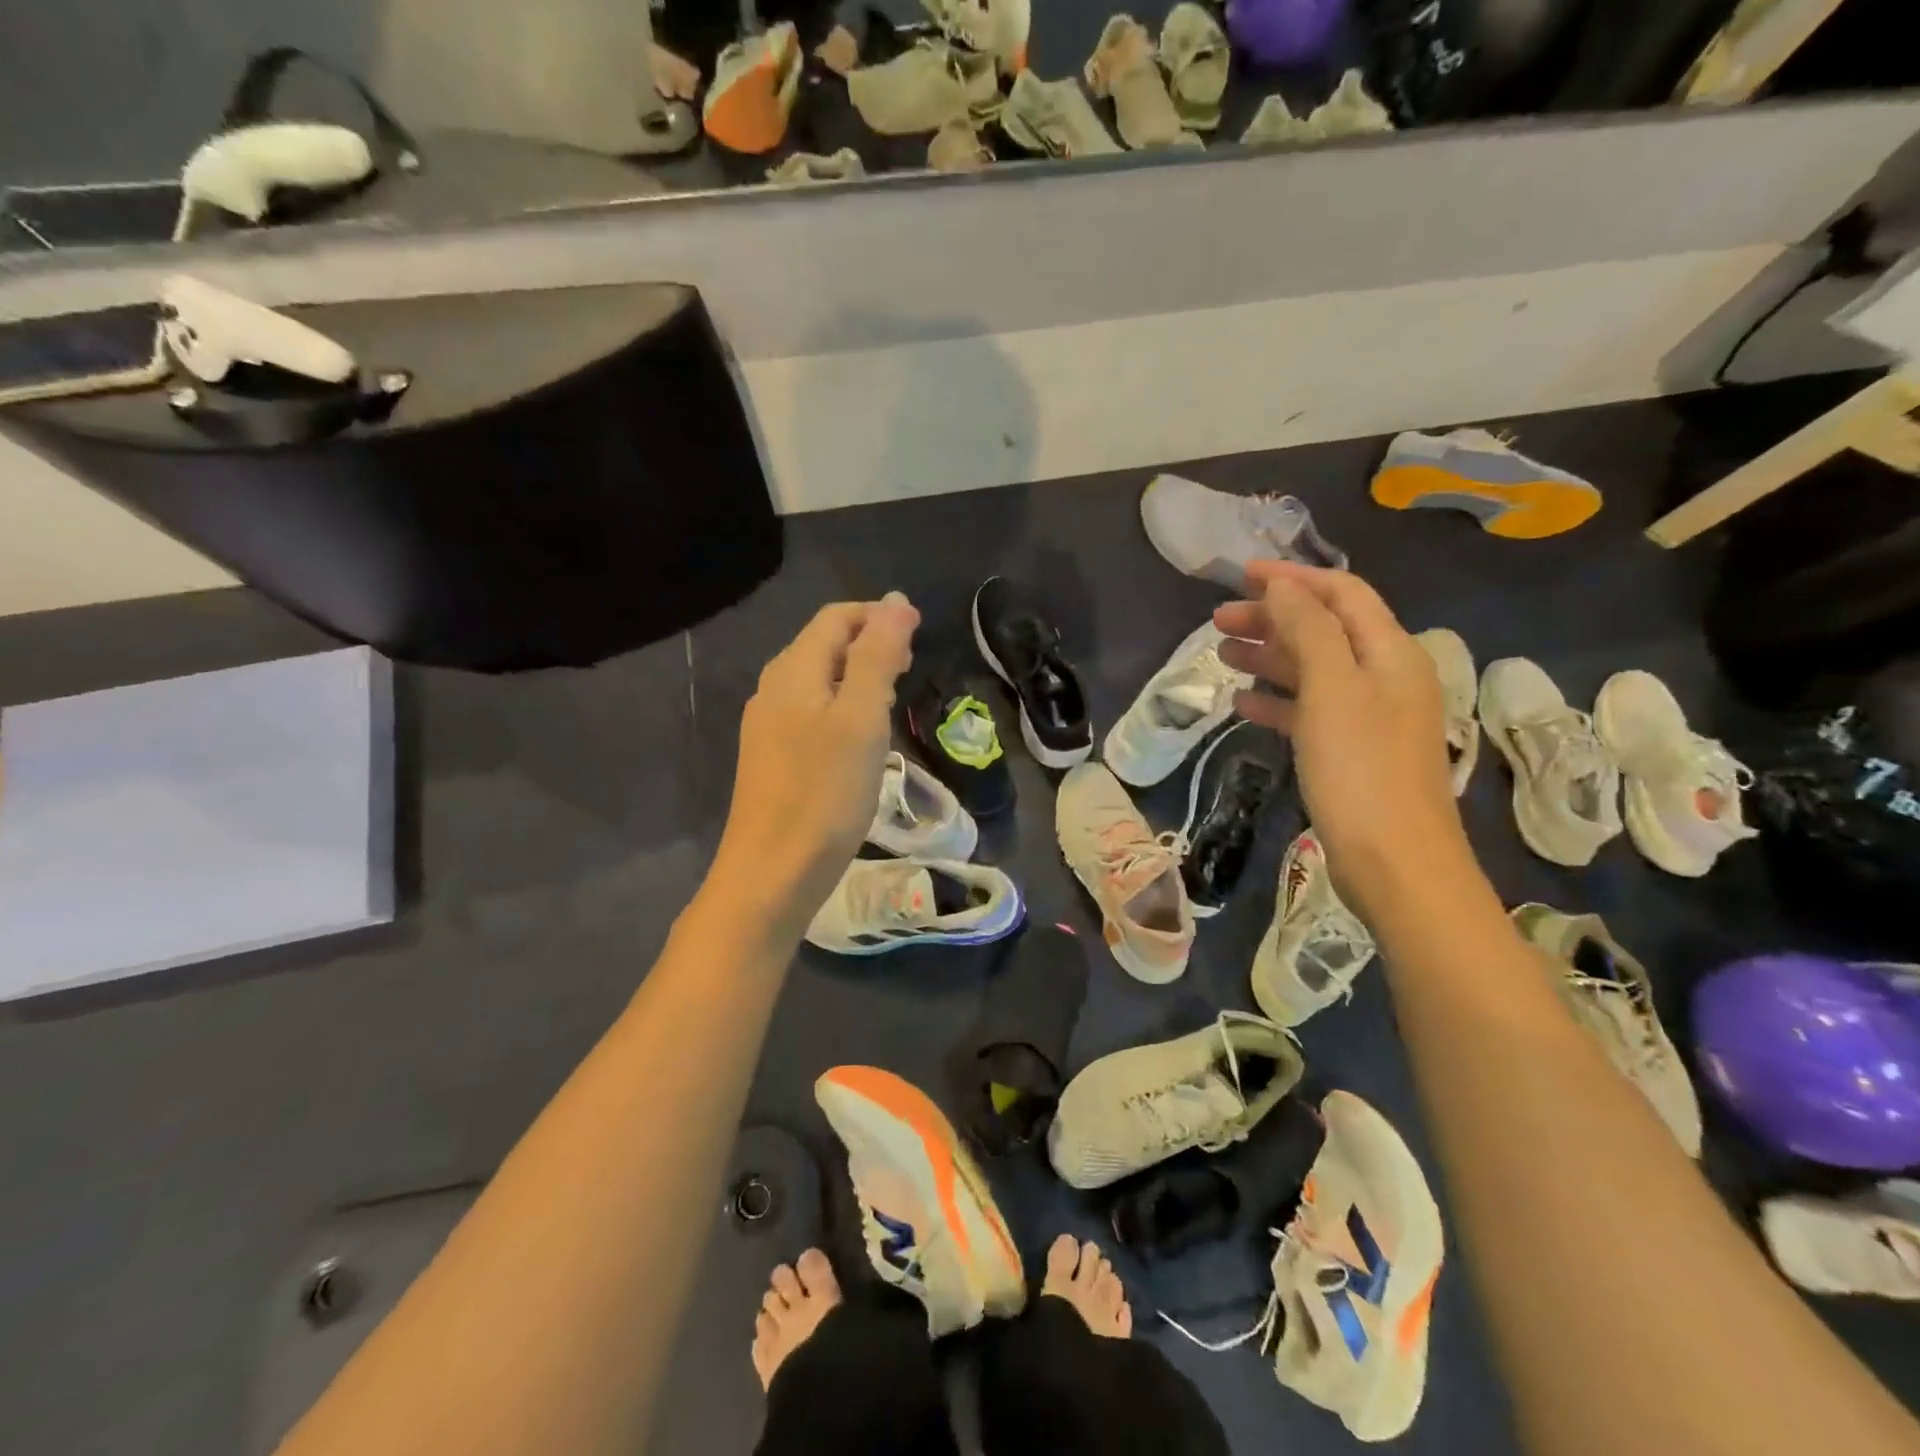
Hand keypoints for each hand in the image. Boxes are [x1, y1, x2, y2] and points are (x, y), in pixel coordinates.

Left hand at [712, 593, 919, 928]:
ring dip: (859, 675)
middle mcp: (774, 689)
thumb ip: (878, 654)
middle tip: (912, 664)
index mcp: (793, 670)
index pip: (837, 618)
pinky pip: (812, 712)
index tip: (921, 633)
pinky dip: (844, 707)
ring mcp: (769, 726)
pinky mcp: (774, 758)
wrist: (771, 873)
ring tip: (895, 695)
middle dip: (870, 643)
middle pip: (825, 645)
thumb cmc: (823, 792)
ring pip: (820, 680)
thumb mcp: (860, 717)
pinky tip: (862, 735)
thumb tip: (897, 600)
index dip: (879, 615)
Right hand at [1215, 563, 1469, 922]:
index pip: (1342, 594)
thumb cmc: (1361, 770)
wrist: (1396, 864)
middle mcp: (1385, 677)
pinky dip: (1277, 700)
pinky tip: (1243, 704)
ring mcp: (1369, 717)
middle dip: (1272, 618)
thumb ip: (1310, 630)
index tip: (1239, 574)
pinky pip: (1310, 711)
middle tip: (1217, 621)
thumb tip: (1282, 584)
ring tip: (1222, 655)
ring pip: (1313, 670)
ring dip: (1270, 656)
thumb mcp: (1332, 690)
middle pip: (1324, 630)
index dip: (1293, 578)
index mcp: (1390, 653)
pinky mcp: (1351, 752)